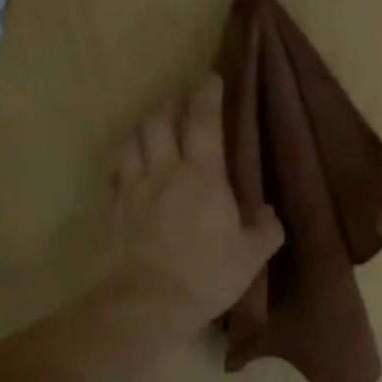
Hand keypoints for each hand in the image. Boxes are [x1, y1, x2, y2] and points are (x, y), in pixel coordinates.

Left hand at [107, 73, 283, 334]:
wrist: (147, 303)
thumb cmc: (206, 274)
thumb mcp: (253, 255)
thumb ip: (266, 228)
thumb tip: (268, 211)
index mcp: (203, 176)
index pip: (204, 120)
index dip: (207, 94)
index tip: (210, 78)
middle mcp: (164, 171)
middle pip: (160, 121)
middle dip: (171, 105)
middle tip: (181, 104)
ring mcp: (133, 188)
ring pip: (133, 140)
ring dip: (145, 128)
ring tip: (154, 129)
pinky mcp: (113, 209)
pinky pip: (116, 172)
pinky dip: (126, 161)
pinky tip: (131, 168)